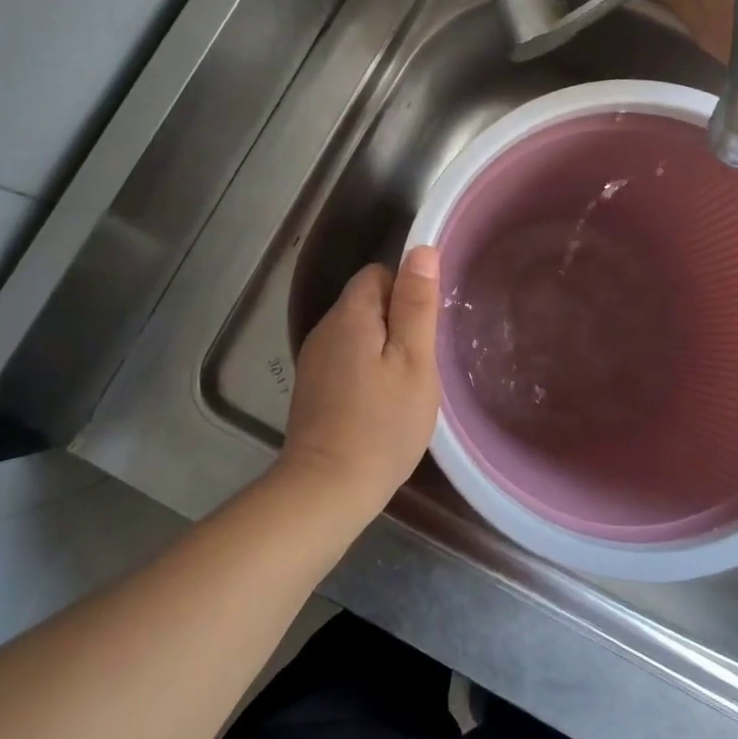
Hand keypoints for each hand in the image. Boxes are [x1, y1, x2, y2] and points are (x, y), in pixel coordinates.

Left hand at [279, 245, 442, 516]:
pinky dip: (366, 370)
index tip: (425, 327)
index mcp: (350, 315)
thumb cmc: (382, 423)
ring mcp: (314, 360)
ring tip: (405, 385)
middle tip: (421, 361)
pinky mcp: (312, 388)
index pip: (379, 273)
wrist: (327, 489)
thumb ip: (416, 303)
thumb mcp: (414, 360)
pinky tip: (380, 403)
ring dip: (383, 348)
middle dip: (397, 321)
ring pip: (357, 333)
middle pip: (366, 302)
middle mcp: (325, 329)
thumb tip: (421, 249)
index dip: (407, 291)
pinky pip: (346, 359)